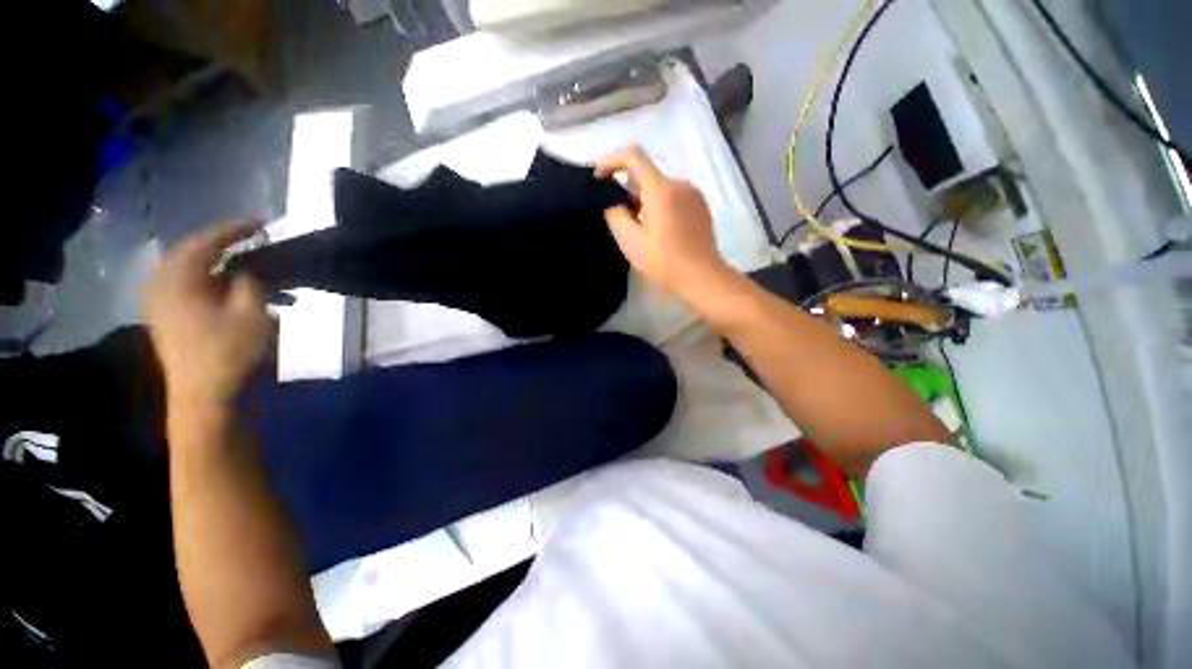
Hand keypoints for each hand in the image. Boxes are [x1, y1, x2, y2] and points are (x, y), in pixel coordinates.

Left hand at [145, 220, 271, 407]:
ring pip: (198, 272)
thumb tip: (253, 263)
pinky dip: (221, 285)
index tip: (264, 223)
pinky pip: (195, 288)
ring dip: (230, 269)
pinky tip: (244, 294)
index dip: (237, 228)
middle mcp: (163, 284)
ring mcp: (163, 303)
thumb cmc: (230, 352)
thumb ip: (253, 279)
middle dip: (231, 247)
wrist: (207, 398)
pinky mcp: (170, 318)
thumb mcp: (252, 311)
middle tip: (260, 244)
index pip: (207, 239)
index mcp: (177, 278)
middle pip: (198, 253)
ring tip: (260, 272)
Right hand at [596, 147, 735, 305]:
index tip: (599, 178)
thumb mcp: (631, 241)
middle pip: (646, 174)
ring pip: (660, 186)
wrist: (702, 277)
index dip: (611, 160)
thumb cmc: (664, 262)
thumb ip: (615, 214)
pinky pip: (673, 195)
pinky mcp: (700, 205)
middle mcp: (680, 183)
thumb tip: (612, 200)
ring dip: (644, 199)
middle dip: (628, 189)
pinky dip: (660, 204)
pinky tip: (660, 229)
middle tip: (620, 217)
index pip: (633, 155)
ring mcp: (693, 193)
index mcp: (661, 189)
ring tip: (641, 228)